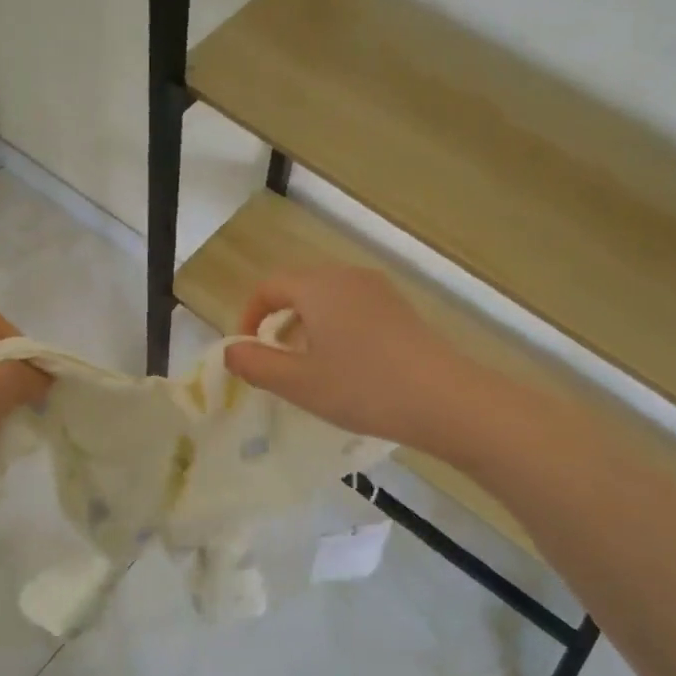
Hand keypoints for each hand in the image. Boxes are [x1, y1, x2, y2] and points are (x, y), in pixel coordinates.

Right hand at [223, 266, 479, 452]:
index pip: (269, 287)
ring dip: (306, 326)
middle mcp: (348, 276)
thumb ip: (256, 365)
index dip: (249, 317)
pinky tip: (346, 366)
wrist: (444, 399)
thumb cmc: (362, 388)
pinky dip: (335, 329)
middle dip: (277, 321)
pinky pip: (353, 309)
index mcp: (318, 286)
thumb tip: (231, 351)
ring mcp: (379, 291)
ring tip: (308, 368)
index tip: (247, 352)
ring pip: (327, 299)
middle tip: (274, 362)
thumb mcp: (299, 383)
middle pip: (299, 288)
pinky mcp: (401, 309)